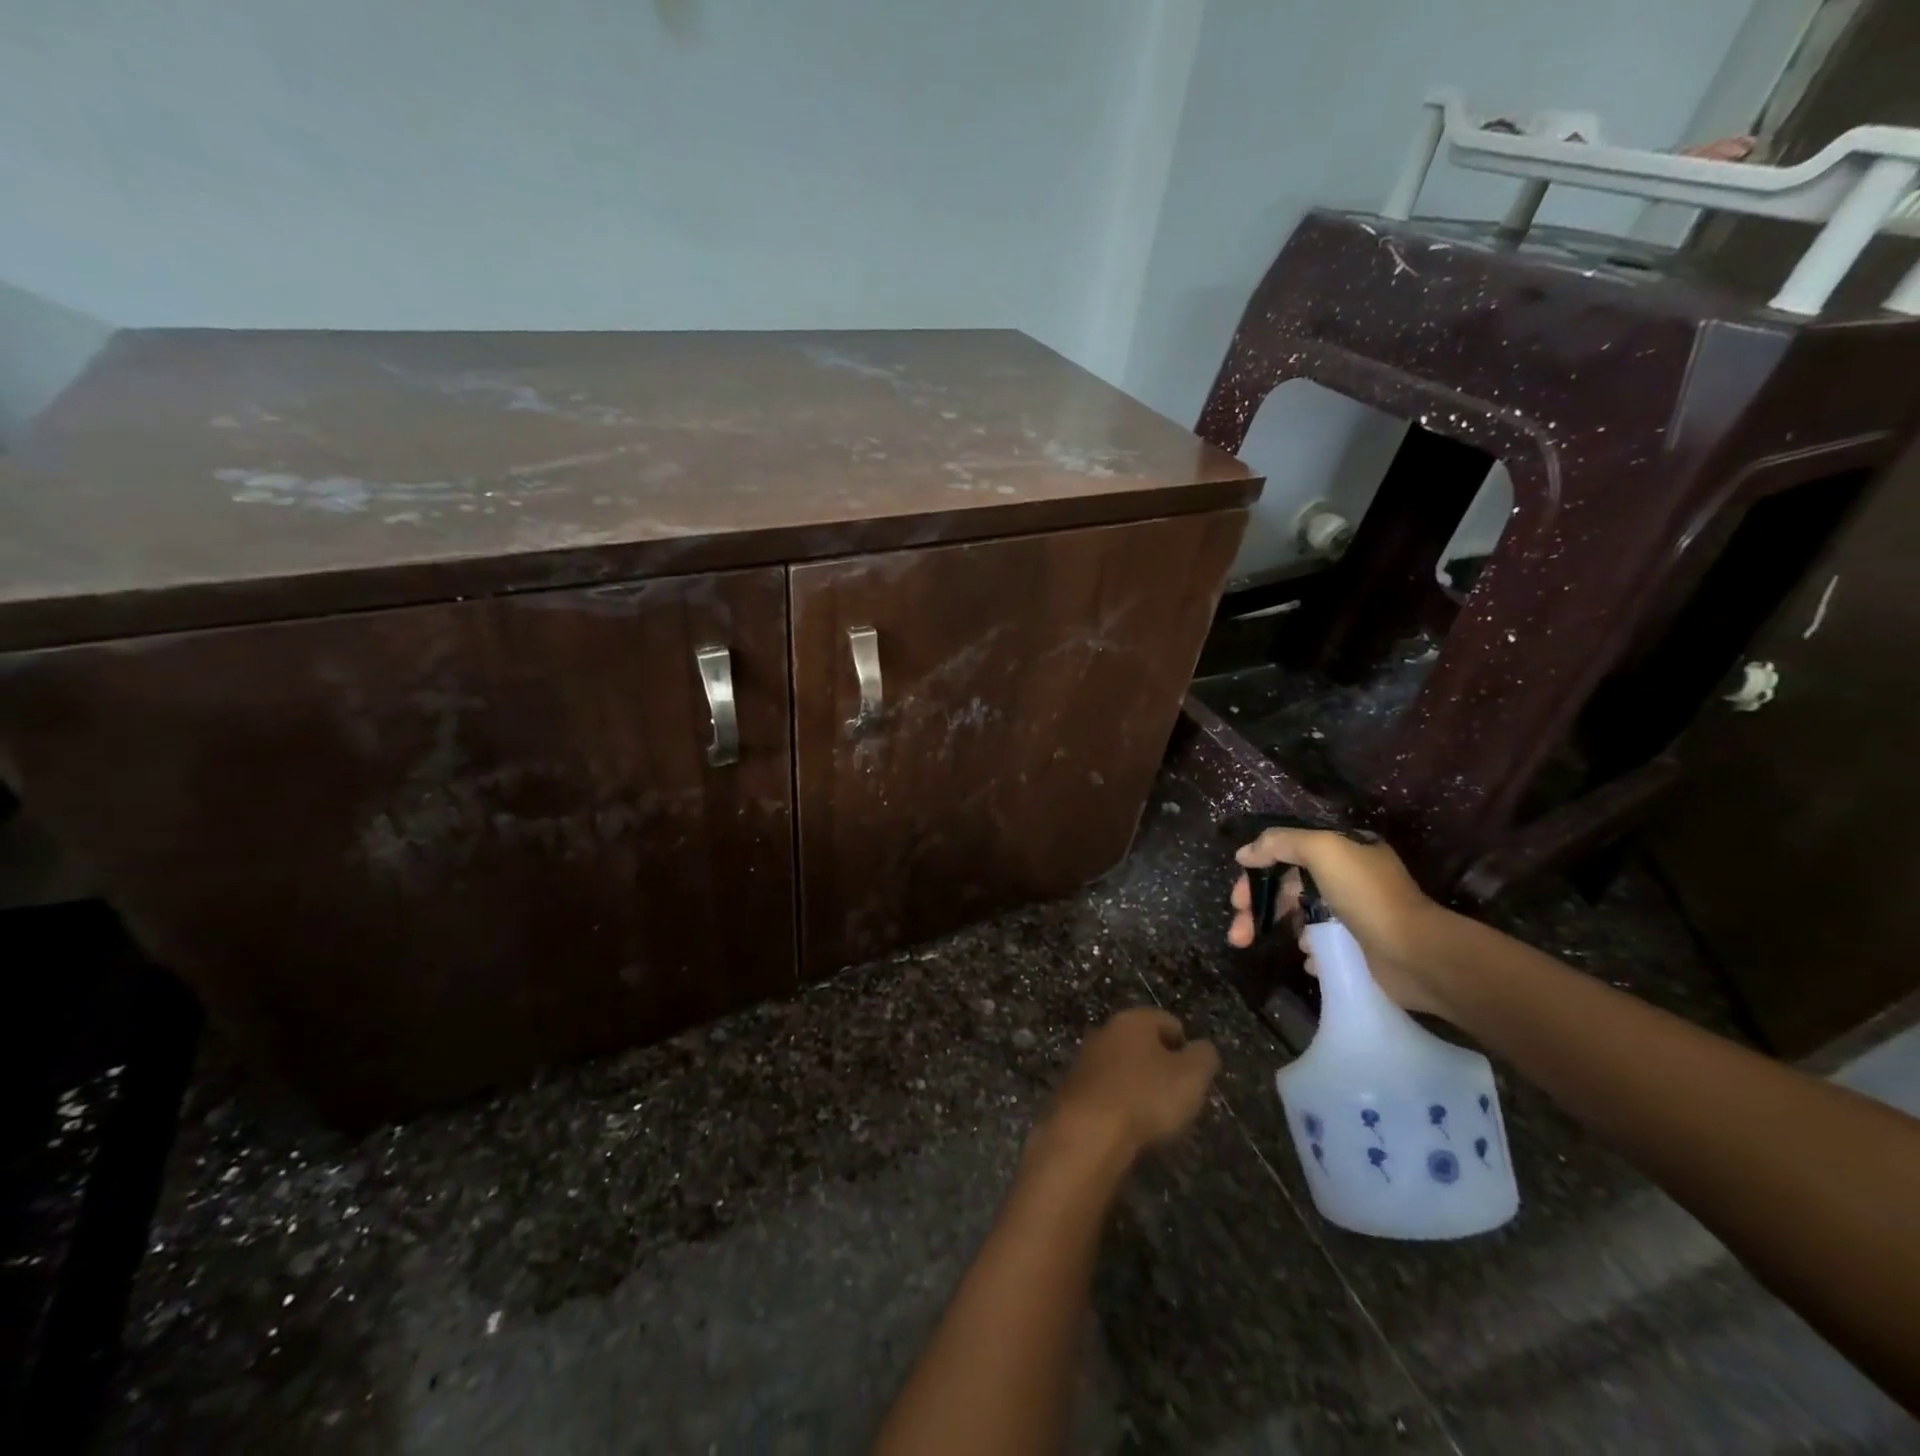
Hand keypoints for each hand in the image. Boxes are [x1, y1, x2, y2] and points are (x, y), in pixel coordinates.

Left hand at [1037, 1009, 1218, 1167]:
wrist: (1087, 1132)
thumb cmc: (1145, 1096)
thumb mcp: (1191, 1076)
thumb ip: (1204, 1057)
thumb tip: (1202, 1048)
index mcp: (1133, 1020)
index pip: (1168, 1021)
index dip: (1186, 1046)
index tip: (1195, 1075)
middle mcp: (1105, 1031)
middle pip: (1142, 1043)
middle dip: (1160, 1066)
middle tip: (1177, 1096)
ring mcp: (1084, 1060)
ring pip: (1121, 1067)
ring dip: (1137, 1085)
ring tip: (1154, 1116)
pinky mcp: (1072, 1089)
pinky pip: (1105, 1091)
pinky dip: (1118, 1103)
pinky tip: (1127, 1126)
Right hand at [1226, 827, 1448, 1016]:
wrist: (1417, 954)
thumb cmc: (1367, 896)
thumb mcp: (1323, 850)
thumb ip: (1281, 842)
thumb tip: (1245, 853)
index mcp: (1343, 850)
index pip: (1288, 853)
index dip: (1257, 871)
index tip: (1237, 896)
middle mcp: (1348, 878)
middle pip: (1288, 887)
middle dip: (1258, 907)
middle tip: (1238, 932)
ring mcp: (1354, 914)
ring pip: (1300, 917)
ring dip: (1280, 929)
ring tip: (1264, 947)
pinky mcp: (1359, 947)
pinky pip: (1322, 945)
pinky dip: (1309, 951)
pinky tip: (1308, 960)